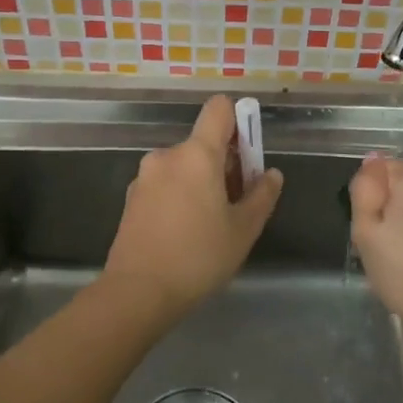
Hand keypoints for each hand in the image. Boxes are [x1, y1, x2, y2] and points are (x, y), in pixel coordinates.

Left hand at [102, 96, 283, 317]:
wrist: (137, 292)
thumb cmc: (198, 257)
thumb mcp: (243, 230)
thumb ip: (262, 196)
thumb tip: (271, 174)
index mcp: (197, 154)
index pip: (219, 109)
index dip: (238, 120)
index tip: (248, 151)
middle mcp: (167, 156)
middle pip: (203, 144)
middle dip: (224, 164)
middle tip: (236, 203)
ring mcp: (144, 177)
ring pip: (183, 167)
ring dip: (201, 182)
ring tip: (211, 224)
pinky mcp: (131, 199)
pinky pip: (165, 185)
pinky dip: (180, 196)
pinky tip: (185, 233)